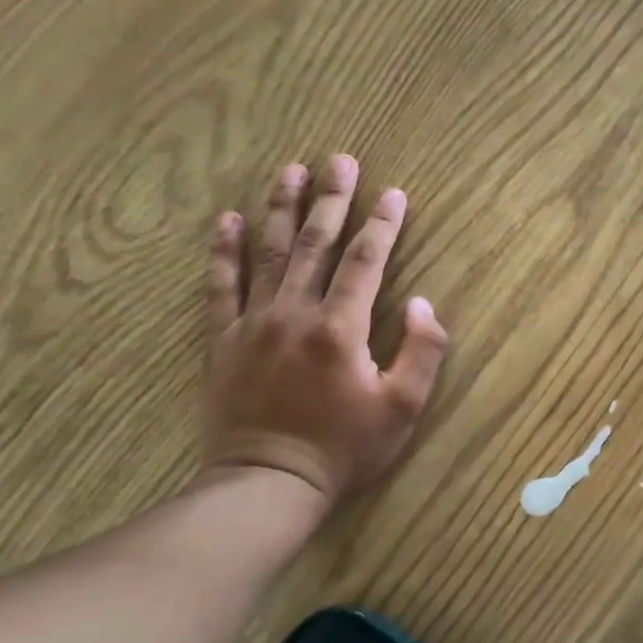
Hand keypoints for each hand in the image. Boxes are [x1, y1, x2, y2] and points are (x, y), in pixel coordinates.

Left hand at [202, 154, 447, 503]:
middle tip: (340, 160)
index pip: (365, 262)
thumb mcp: (404, 408)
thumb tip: (421, 303)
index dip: (383, 225)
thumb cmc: (345, 448)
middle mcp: (295, 313)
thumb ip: (421, 351)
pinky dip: (224, 251)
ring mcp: (253, 324)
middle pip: (315, 244)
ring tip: (289, 170)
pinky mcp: (223, 341)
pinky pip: (220, 286)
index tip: (394, 192)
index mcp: (341, 328)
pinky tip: (227, 220)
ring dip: (280, 208)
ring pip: (268, 253)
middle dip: (332, 199)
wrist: (269, 483)